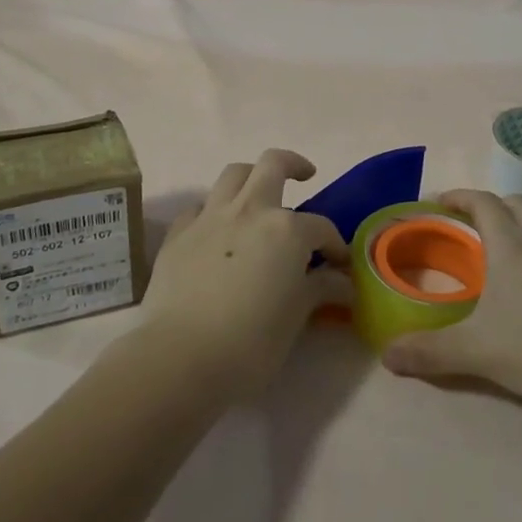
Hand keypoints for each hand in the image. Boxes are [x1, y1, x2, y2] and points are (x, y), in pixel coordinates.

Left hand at [138, 150, 349, 400]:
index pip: (321, 227)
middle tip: (304, 176)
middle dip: (294, 165)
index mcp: (286, 229)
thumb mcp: (296, 317)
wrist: (179, 356)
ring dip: (251, 177)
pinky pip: (201, 206)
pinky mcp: (179, 233)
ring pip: (234, 174)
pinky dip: (214, 210)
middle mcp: (250, 210)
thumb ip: (319, 289)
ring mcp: (210, 217)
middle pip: (274, 164)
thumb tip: (342, 281)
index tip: (338, 266)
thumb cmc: (250, 342)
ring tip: (259, 195)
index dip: (334, 245)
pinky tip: (218, 231)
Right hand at [381, 189, 521, 406]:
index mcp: (510, 247)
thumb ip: (430, 352)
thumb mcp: (477, 351)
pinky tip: (517, 293)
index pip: (482, 202)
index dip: (457, 196)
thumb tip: (387, 355)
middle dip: (486, 207)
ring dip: (509, 230)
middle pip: (513, 204)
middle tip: (461, 227)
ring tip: (486, 261)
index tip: (436, 204)